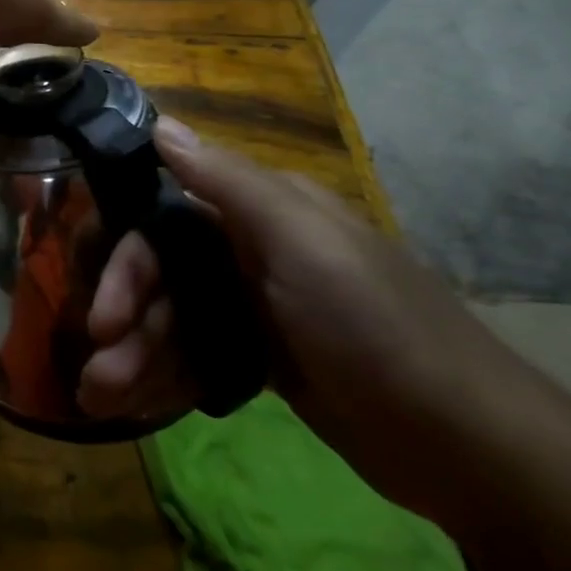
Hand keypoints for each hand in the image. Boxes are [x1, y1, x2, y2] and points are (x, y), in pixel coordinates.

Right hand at [78, 120, 512, 513]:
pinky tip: (139, 405)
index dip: (126, 268)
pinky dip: (166, 377)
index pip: (161, 223)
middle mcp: (250, 250)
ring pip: (173, 322)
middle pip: (160, 278)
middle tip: (100, 378)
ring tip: (106, 402)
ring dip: (137, 359)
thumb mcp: (304, 244)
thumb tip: (161, 124)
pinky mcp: (263, 357)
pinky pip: (196, 356)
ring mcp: (257, 307)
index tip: (103, 320)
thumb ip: (228, 182)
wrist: (469, 445)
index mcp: (259, 213)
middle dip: (127, 325)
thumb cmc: (376, 328)